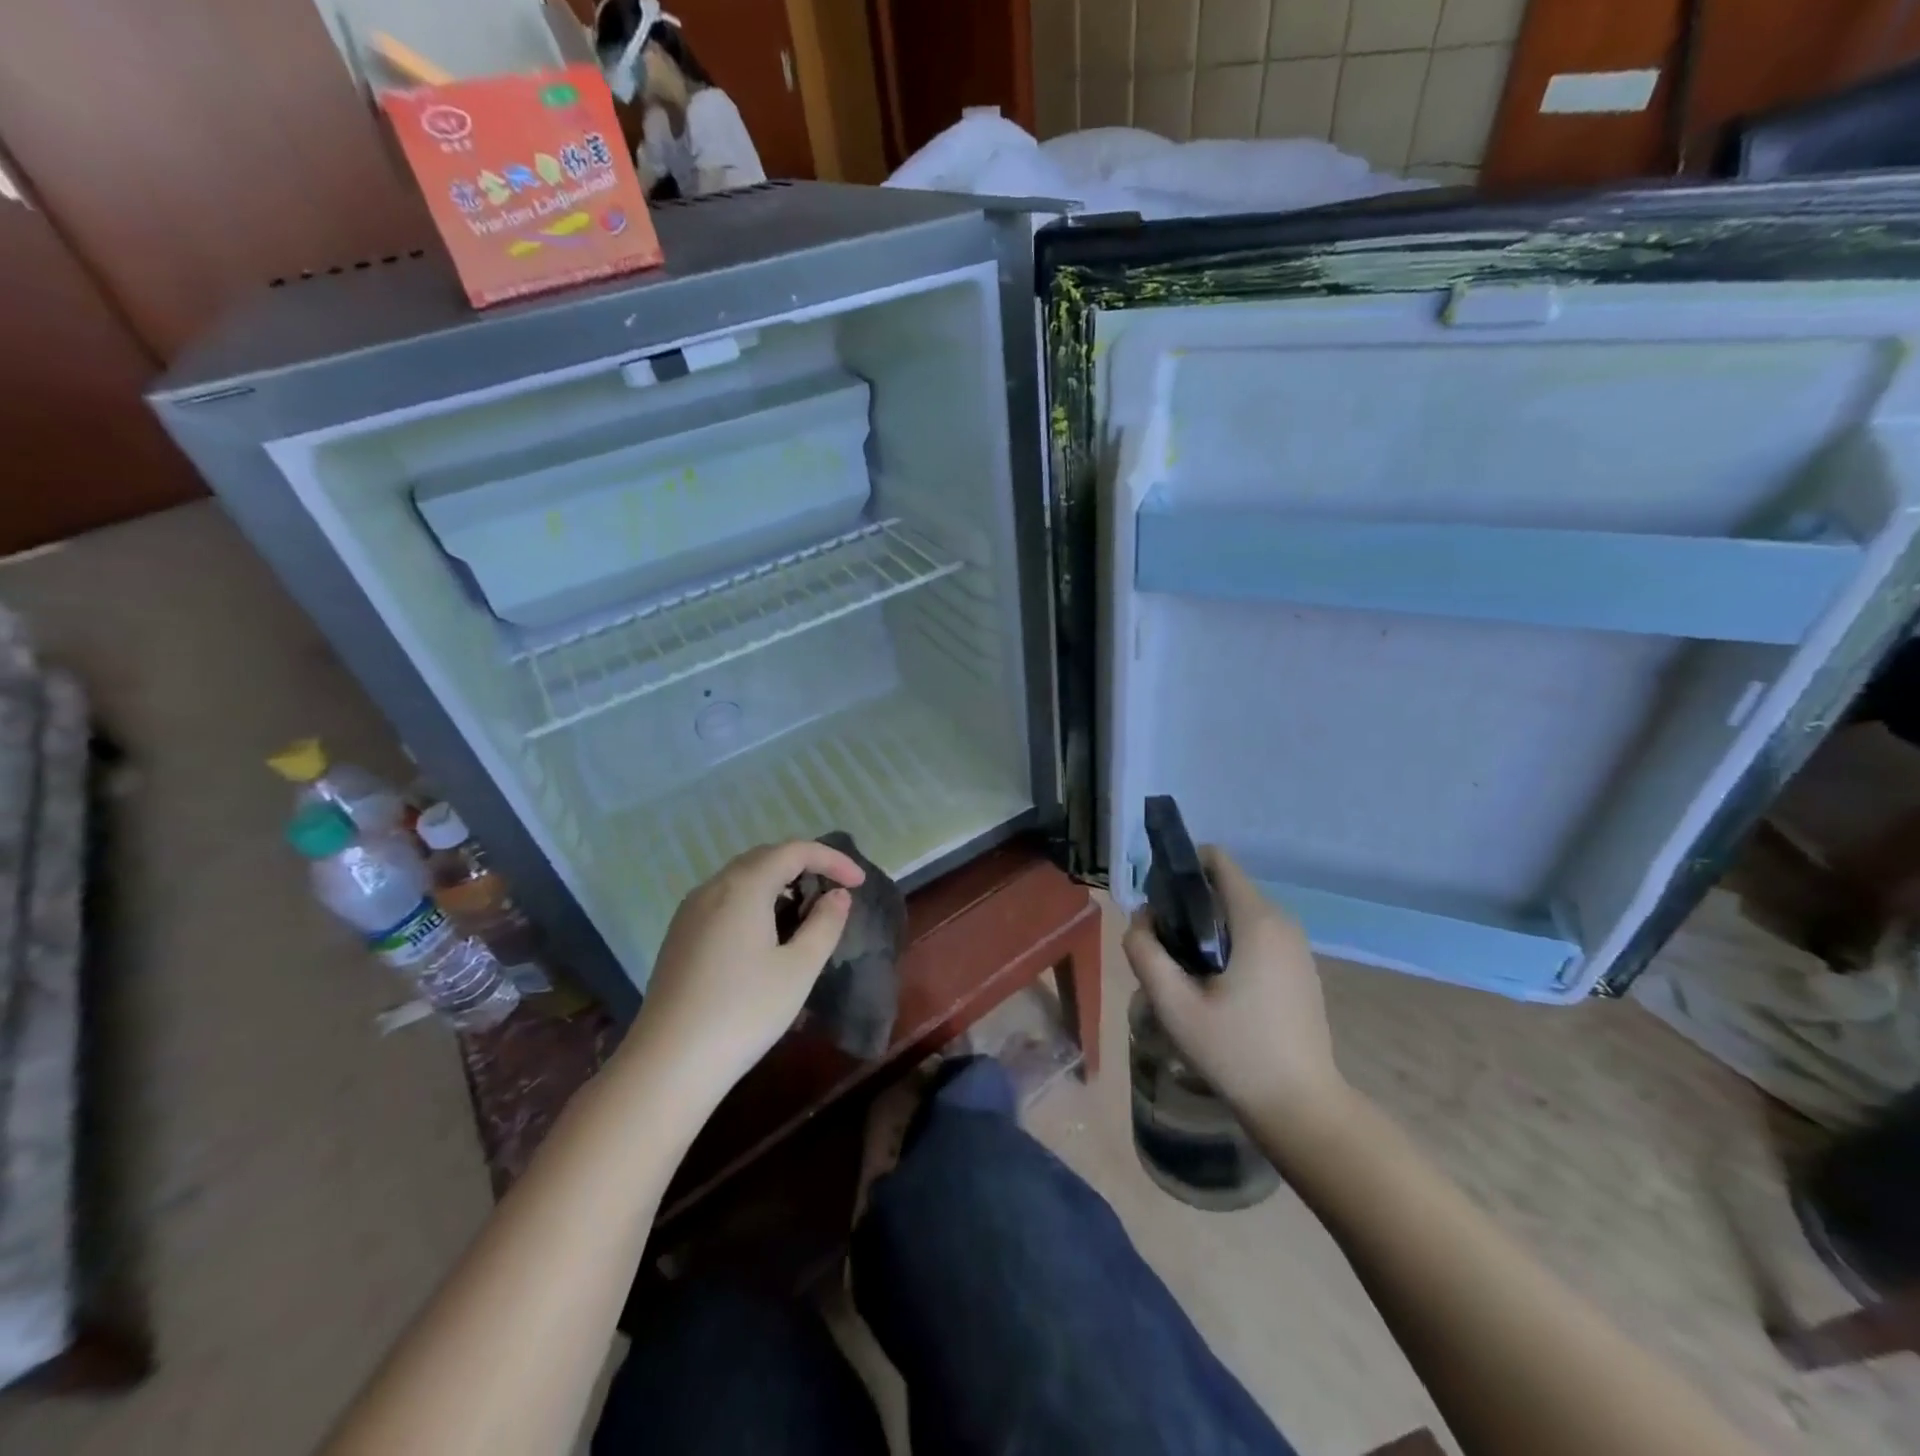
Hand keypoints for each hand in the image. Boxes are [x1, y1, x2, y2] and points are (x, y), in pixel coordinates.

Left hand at [626, 840, 865, 1103]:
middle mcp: (713, 887)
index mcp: (744, 887)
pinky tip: (767, 934)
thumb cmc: (744, 1012)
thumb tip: (837, 895)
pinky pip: (724, 899)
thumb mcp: (799, 969)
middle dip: (804, 865)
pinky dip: (754, 900)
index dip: (832, 859)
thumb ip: (825, 924)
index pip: (794, 851)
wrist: (668, 1064)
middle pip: (765, 857)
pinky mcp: (680, 935)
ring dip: (778, 883)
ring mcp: (690, 911)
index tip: (859, 882)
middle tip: (834, 891)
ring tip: (805, 912)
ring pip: (741, 878)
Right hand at [1122, 847, 1349, 1124]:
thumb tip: (1140, 920)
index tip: (1158, 903)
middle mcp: (1281, 921)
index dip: (1180, 869)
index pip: (1217, 860)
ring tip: (1186, 974)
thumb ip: (1145, 952)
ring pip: (1238, 912)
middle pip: (1224, 887)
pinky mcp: (1300, 967)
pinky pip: (1255, 935)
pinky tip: (1216, 989)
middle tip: (1165, 950)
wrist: (1301, 1107)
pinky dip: (1229, 944)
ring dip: (1206, 928)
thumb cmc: (1236, 1052)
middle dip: (1187, 905)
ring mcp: (1296, 945)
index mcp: (1256, 919)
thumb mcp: (1174, 1005)